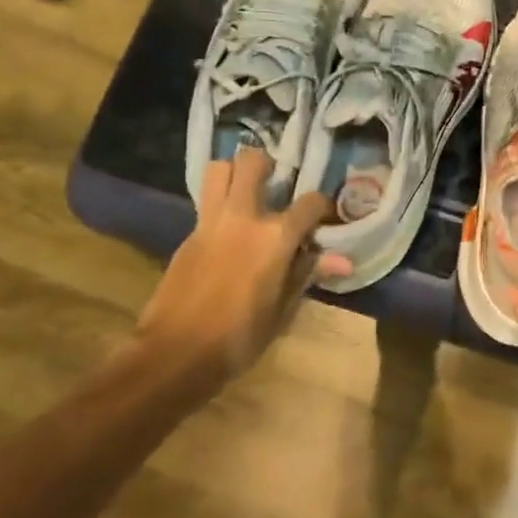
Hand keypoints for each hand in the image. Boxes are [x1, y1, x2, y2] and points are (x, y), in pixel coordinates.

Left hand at [137, 149, 330, 383]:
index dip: (322, 207)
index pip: (310, 202)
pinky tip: (227, 229)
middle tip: (275, 182)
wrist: (174, 355)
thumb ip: (308, 274)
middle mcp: (244, 217)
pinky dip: (218, 204)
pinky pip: (205, 203)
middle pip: (252, 163)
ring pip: (219, 170)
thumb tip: (344, 261)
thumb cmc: (238, 338)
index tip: (323, 218)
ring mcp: (211, 223)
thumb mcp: (282, 310)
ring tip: (246, 192)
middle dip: (266, 164)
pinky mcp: (188, 236)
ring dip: (234, 173)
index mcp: (275, 236)